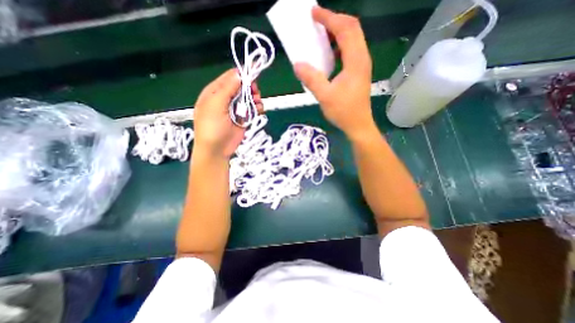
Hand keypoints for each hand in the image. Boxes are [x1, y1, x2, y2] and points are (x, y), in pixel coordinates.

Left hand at [194, 68, 262, 157]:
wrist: (217, 149)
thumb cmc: (212, 126)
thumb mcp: (216, 104)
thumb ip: (228, 88)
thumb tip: (239, 74)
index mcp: (215, 91)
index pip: (230, 77)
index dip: (242, 74)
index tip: (254, 74)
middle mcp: (226, 98)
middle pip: (242, 87)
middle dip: (250, 88)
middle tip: (255, 92)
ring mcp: (235, 108)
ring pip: (248, 98)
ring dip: (255, 98)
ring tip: (257, 102)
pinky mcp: (243, 118)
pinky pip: (252, 109)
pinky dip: (257, 108)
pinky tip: (259, 109)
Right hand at [293, 6, 375, 139]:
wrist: (358, 124)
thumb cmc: (343, 112)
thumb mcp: (325, 96)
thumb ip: (311, 79)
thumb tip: (297, 64)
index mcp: (355, 61)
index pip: (345, 29)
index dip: (329, 18)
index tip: (314, 13)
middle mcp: (362, 58)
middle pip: (352, 28)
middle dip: (334, 20)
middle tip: (317, 21)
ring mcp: (362, 65)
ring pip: (353, 38)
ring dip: (338, 32)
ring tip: (322, 34)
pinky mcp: (359, 71)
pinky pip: (351, 50)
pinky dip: (339, 45)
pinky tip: (330, 53)